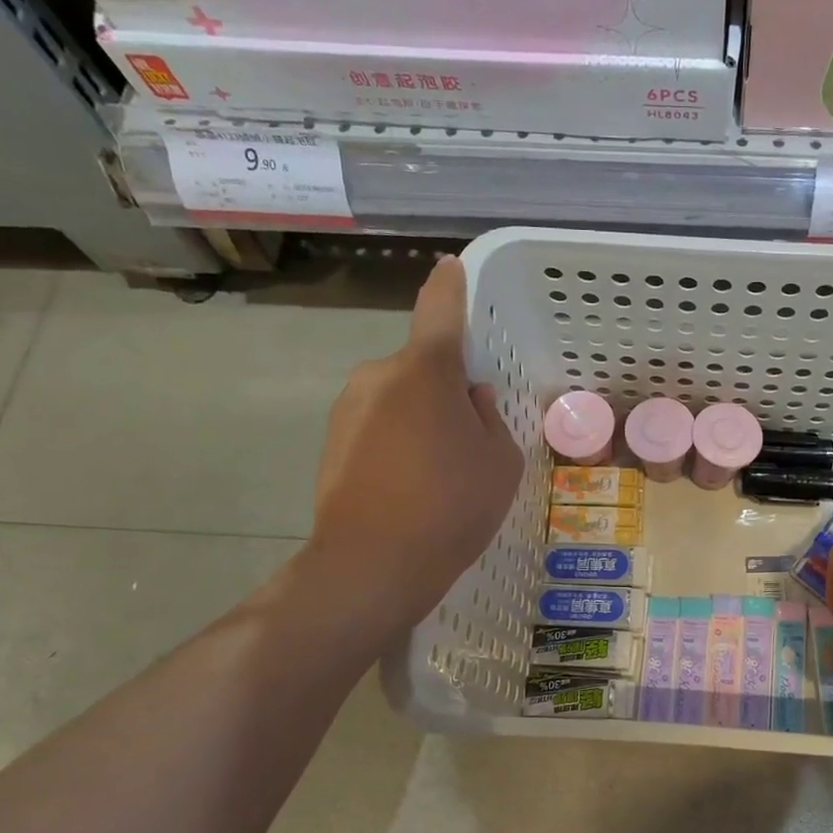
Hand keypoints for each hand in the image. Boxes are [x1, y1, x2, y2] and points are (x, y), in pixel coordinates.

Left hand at [304, 256, 522, 630]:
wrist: (371, 565)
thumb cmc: (451, 505)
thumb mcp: (500, 461)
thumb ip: (489, 418)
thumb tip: (470, 399)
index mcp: (425, 370)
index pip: (440, 310)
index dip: (450, 286)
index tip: (451, 267)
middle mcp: (379, 375)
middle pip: (421, 365)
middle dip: (446, 387)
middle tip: (471, 437)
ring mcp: (348, 408)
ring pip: (399, 397)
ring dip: (421, 417)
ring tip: (441, 471)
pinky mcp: (332, 442)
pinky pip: (378, 425)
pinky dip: (398, 441)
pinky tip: (412, 485)